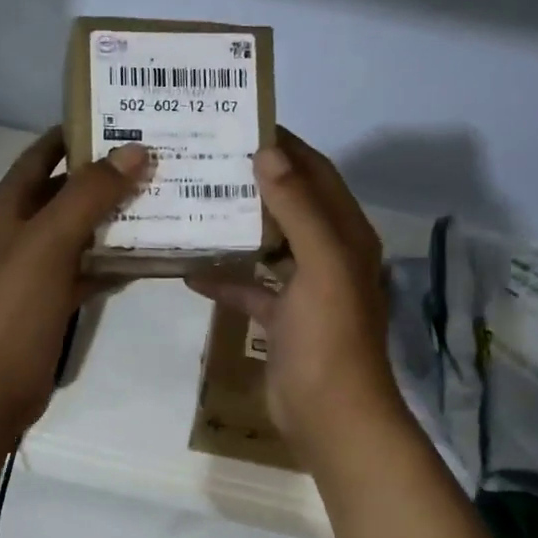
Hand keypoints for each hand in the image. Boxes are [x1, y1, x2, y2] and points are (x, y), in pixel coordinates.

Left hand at [0, 127, 147, 436]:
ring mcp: (38, 271)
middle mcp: (21, 233)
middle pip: (68, 192)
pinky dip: (116, 263)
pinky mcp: (54, 304)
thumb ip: (89, 195)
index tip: (126, 116)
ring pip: (83, 233)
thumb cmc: (12, 309)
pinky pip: (90, 271)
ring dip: (118, 219)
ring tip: (169, 200)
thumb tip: (136, 149)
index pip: (43, 154)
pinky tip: (152, 256)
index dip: (78, 132)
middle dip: (109, 175)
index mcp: (9, 208)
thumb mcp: (48, 243)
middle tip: (162, 158)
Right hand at [188, 130, 402, 458]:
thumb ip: (299, 208)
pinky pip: (251, 288)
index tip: (242, 122)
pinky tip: (191, 272)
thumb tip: (269, 153)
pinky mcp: (282, 320)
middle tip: (208, 159)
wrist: (329, 415)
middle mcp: (329, 255)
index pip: (316, 174)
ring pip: (269, 245)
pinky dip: (226, 279)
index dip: (287, 146)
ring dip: (238, 226)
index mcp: (346, 235)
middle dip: (255, 180)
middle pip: (290, 204)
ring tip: (195, 202)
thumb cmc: (329, 337)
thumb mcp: (322, 265)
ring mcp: (305, 289)